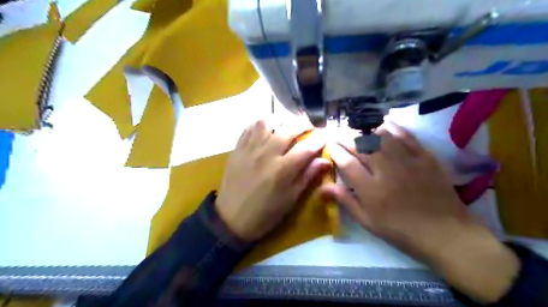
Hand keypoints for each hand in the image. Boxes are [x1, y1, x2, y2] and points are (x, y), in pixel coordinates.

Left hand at [217, 118, 331, 241]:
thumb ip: (307, 177)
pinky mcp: (237, 149)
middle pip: (288, 129)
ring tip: (286, 125)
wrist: (231, 219)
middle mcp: (266, 154)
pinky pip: (249, 128)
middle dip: (303, 124)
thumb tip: (325, 161)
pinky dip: (260, 124)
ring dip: (280, 120)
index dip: (319, 139)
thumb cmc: (265, 213)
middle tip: (309, 126)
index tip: (326, 135)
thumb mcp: (290, 200)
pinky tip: (266, 129)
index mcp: (282, 170)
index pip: (306, 147)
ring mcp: (250, 149)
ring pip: (266, 122)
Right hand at [322, 121, 518, 302]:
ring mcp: (407, 162)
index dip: (336, 151)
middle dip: (346, 137)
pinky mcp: (425, 157)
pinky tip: (383, 123)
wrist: (444, 232)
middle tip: (337, 132)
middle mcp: (386, 171)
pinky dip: (393, 128)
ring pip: (381, 138)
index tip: (329, 145)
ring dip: (365, 131)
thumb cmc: (400, 230)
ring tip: (356, 129)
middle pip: (361, 147)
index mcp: (370, 190)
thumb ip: (346, 201)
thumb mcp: (367, 221)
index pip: (347, 164)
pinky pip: (406, 136)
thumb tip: (324, 187)